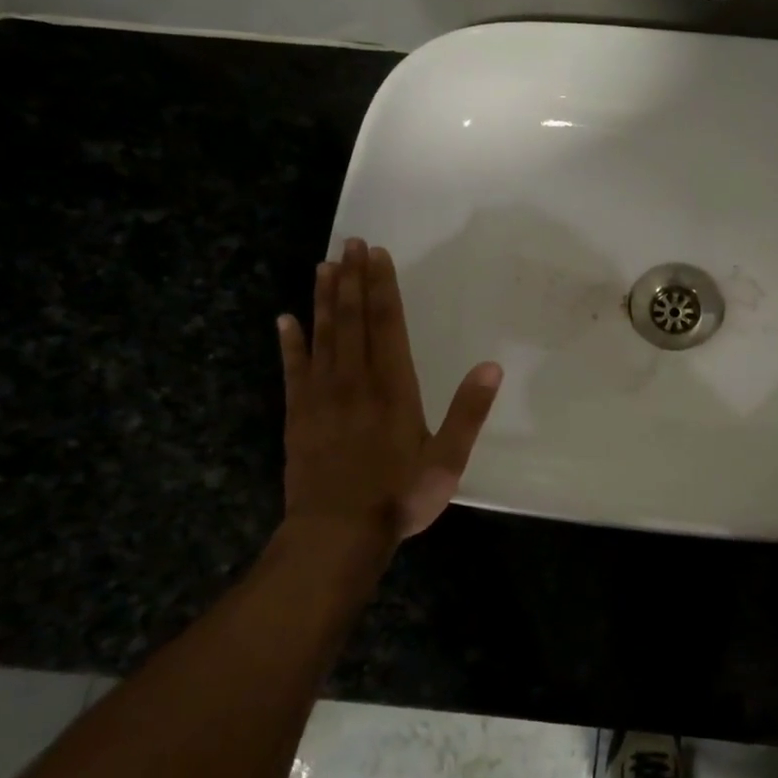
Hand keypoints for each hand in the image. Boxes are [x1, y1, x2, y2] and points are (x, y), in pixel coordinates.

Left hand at [277, 238, 501, 544]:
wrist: (336, 535)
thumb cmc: (398, 497)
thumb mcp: (447, 460)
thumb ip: (469, 412)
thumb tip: (492, 367)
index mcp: (394, 389)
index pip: (387, 326)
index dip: (383, 288)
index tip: (377, 255)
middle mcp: (355, 382)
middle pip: (352, 321)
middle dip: (352, 280)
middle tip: (349, 243)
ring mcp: (322, 397)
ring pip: (322, 337)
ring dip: (323, 300)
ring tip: (324, 266)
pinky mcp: (298, 416)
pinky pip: (293, 370)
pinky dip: (289, 343)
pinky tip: (285, 319)